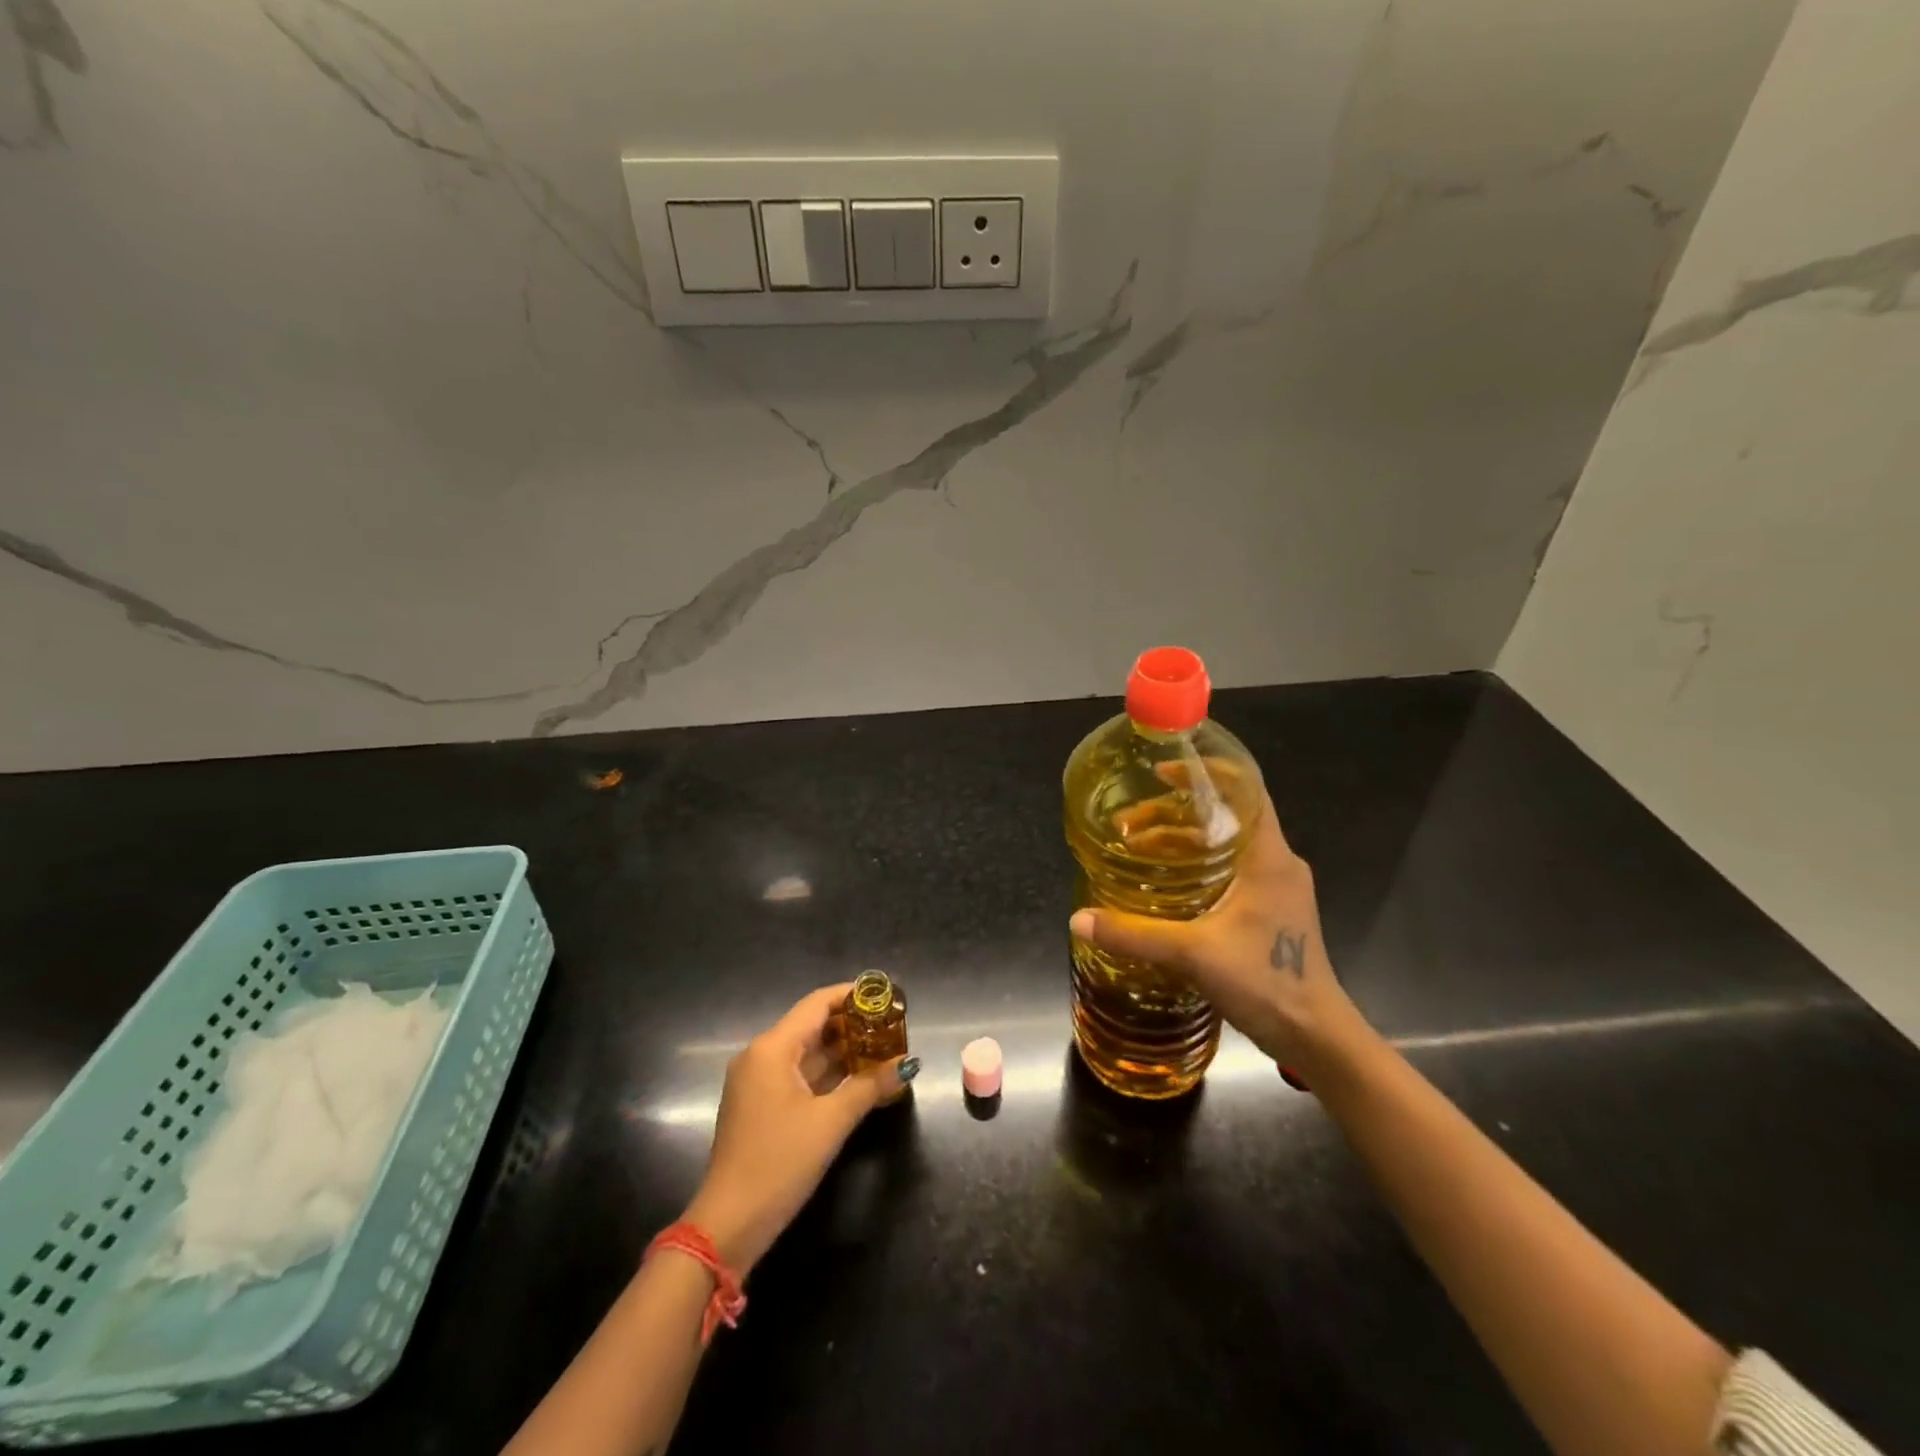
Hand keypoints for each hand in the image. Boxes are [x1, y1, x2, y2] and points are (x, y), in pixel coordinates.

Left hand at [683, 984, 910, 1273]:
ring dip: (843, 1052)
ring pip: (807, 1053)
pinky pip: (799, 1076)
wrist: (728, 1226)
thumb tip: (907, 1063)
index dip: (852, 995)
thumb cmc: (779, 1162)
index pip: (817, 1004)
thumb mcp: (830, 1122)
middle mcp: (761, 1056)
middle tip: (892, 1027)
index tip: (885, 996)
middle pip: (812, 1026)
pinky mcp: (760, 1106)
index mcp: (772, 1048)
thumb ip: (869, 1086)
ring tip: (884, 1050)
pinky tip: (858, 1080)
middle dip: (853, 1025)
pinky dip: (828, 1074)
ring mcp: (758, 1082)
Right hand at [1069, 783, 1366, 1080]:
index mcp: (1268, 856)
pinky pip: (1230, 870)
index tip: (1163, 771)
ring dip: (1182, 842)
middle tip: (1130, 821)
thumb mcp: (1193, 954)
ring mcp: (1277, 887)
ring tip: (1137, 849)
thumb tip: (1078, 920)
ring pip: (1226, 845)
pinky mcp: (1272, 910)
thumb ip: (1134, 935)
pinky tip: (1165, 884)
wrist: (1316, 1035)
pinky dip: (1196, 866)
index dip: (1206, 772)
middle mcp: (1277, 862)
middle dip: (1176, 812)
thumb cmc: (1265, 981)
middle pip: (1226, 816)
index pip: (1246, 790)